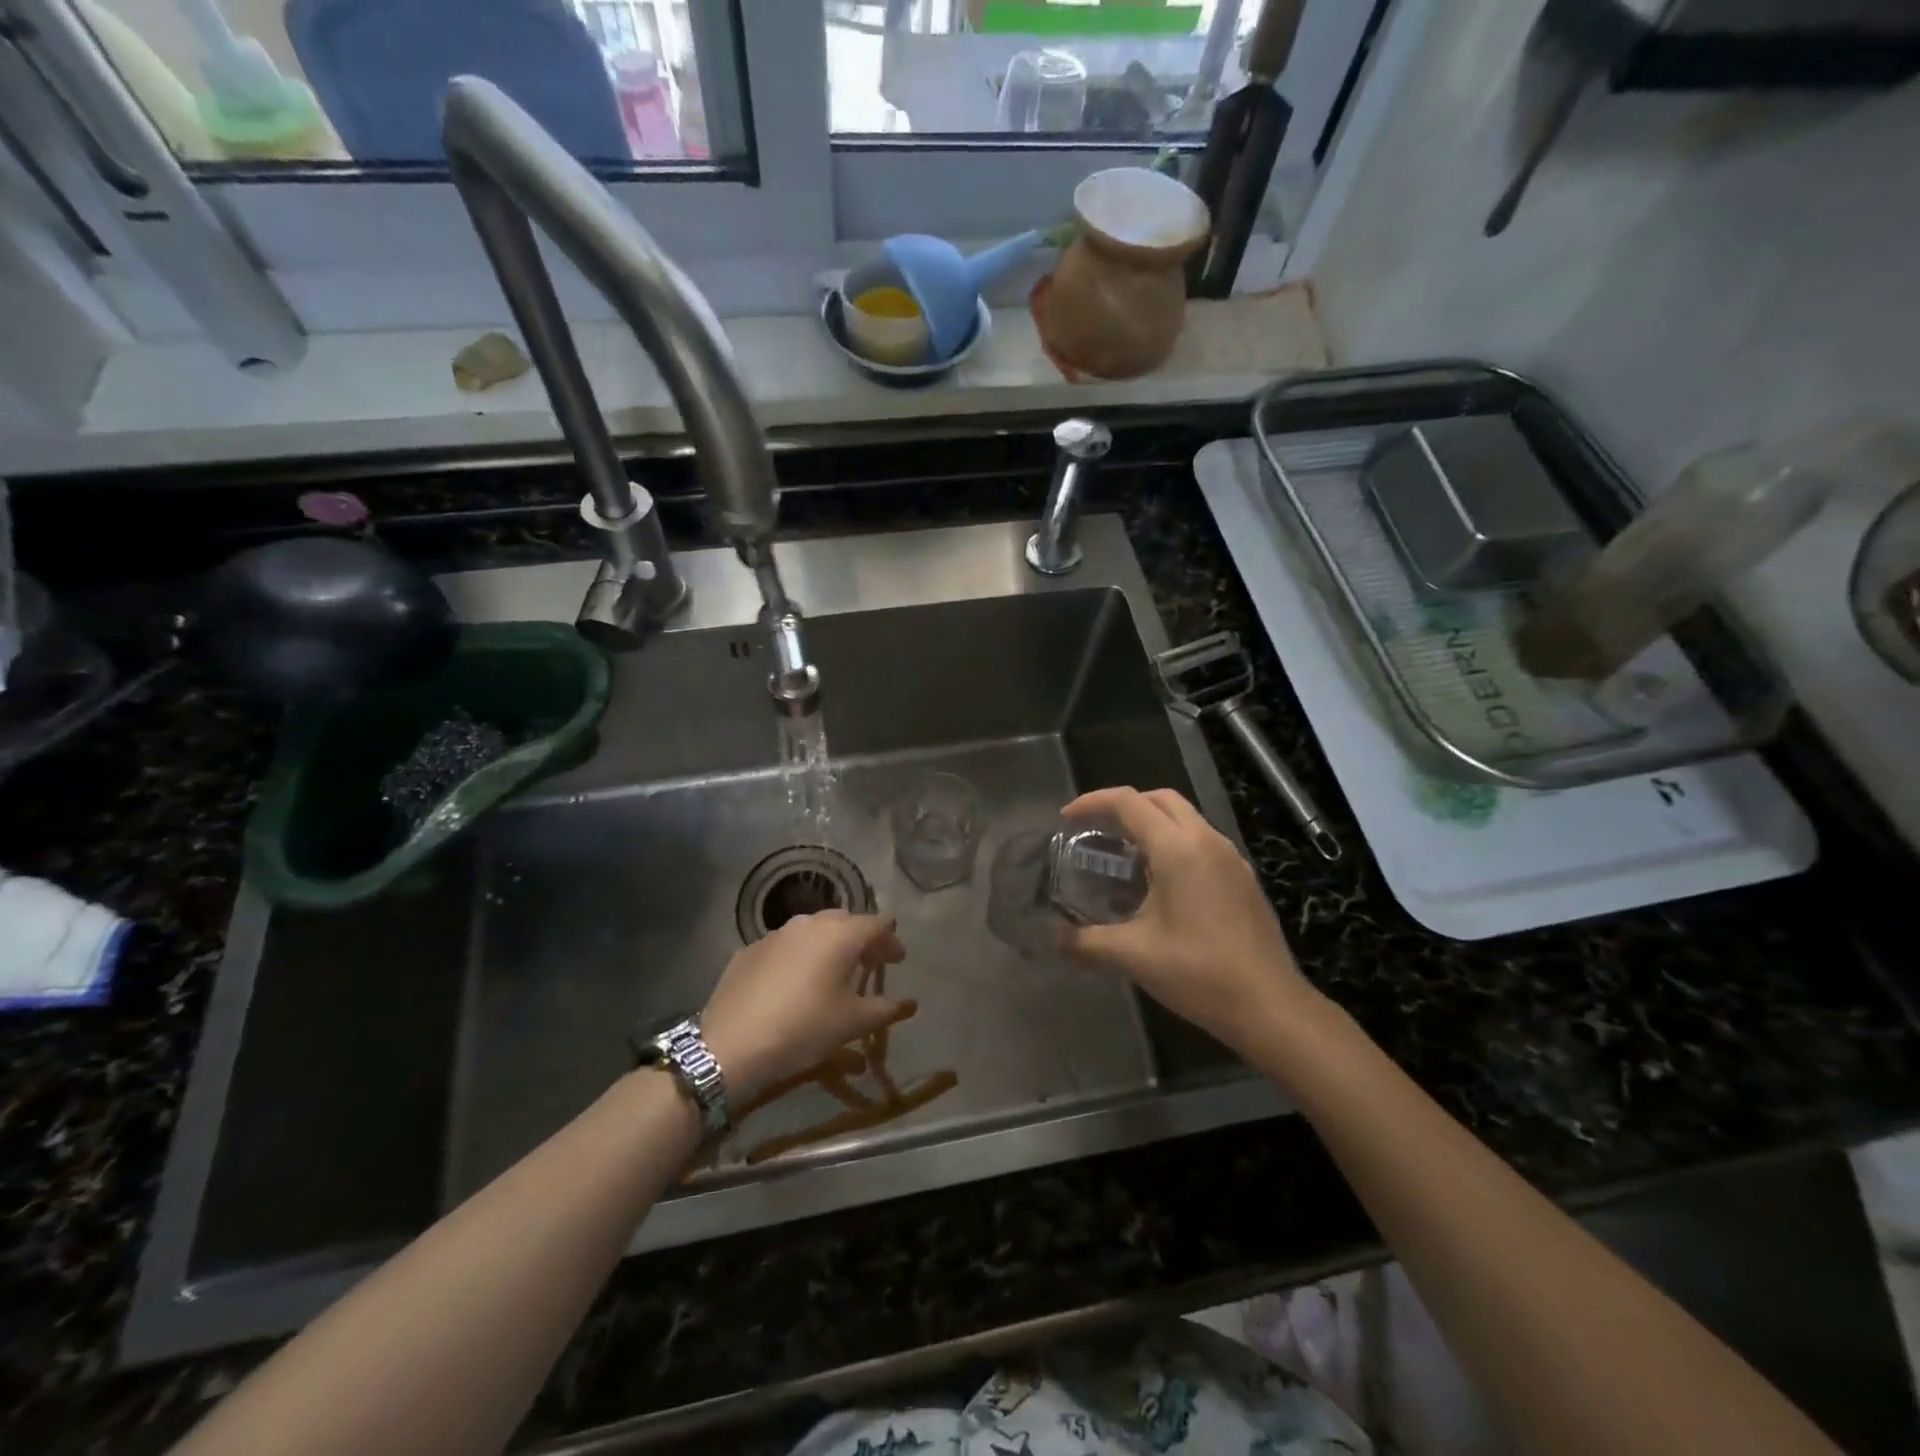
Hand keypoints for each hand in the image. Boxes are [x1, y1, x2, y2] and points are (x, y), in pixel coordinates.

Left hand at [698, 911, 913, 1105]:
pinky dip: (799, 956)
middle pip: (845, 920)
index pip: (877, 924)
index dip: (891, 940)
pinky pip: (785, 945)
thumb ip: (884, 1009)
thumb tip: (906, 1003)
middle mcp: (810, 923)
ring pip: (812, 929)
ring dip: (829, 945)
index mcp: (841, 934)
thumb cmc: (804, 1028)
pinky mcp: (749, 949)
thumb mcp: (852, 1024)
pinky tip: (795, 982)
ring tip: (832, 971)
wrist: (731, 1044)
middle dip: (861, 938)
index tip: (897, 961)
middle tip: (868, 964)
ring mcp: (776, 933)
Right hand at [1062, 787, 1317, 1051]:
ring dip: (1151, 822)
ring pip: (1185, 818)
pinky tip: (1160, 881)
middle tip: (1095, 830)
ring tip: (1123, 854)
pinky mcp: (1242, 878)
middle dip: (1124, 805)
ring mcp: (1231, 857)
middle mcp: (1207, 840)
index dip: (1092, 802)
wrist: (1270, 1006)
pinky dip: (1174, 842)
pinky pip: (1202, 841)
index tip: (1067, 819)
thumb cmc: (1198, 973)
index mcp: (1178, 848)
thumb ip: (1085, 942)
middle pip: (1160, 799)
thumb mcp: (1132, 955)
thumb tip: (1054, 939)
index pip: (1128, 802)